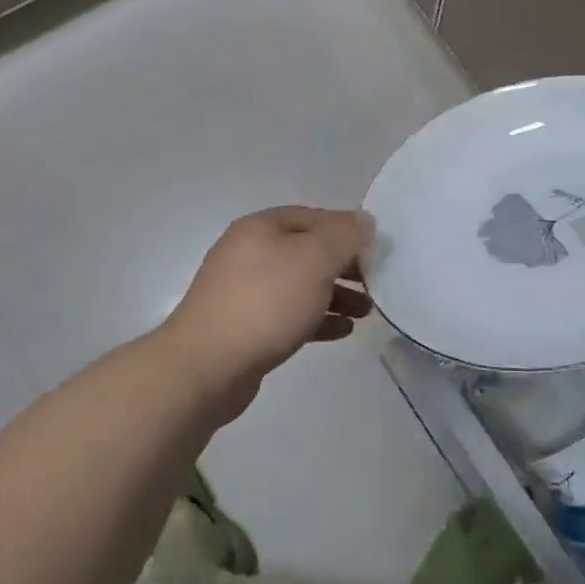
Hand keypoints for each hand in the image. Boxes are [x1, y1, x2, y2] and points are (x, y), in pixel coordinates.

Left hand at [162, 206, 372, 411]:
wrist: (206, 366)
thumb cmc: (266, 303)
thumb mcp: (315, 259)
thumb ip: (344, 236)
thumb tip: (364, 222)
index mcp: (262, 227)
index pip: (315, 217)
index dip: (348, 229)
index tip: (378, 250)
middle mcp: (250, 253)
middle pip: (308, 251)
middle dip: (344, 266)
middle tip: (375, 283)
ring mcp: (244, 291)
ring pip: (301, 285)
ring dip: (335, 295)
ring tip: (366, 312)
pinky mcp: (245, 327)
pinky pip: (290, 314)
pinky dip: (317, 319)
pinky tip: (343, 331)